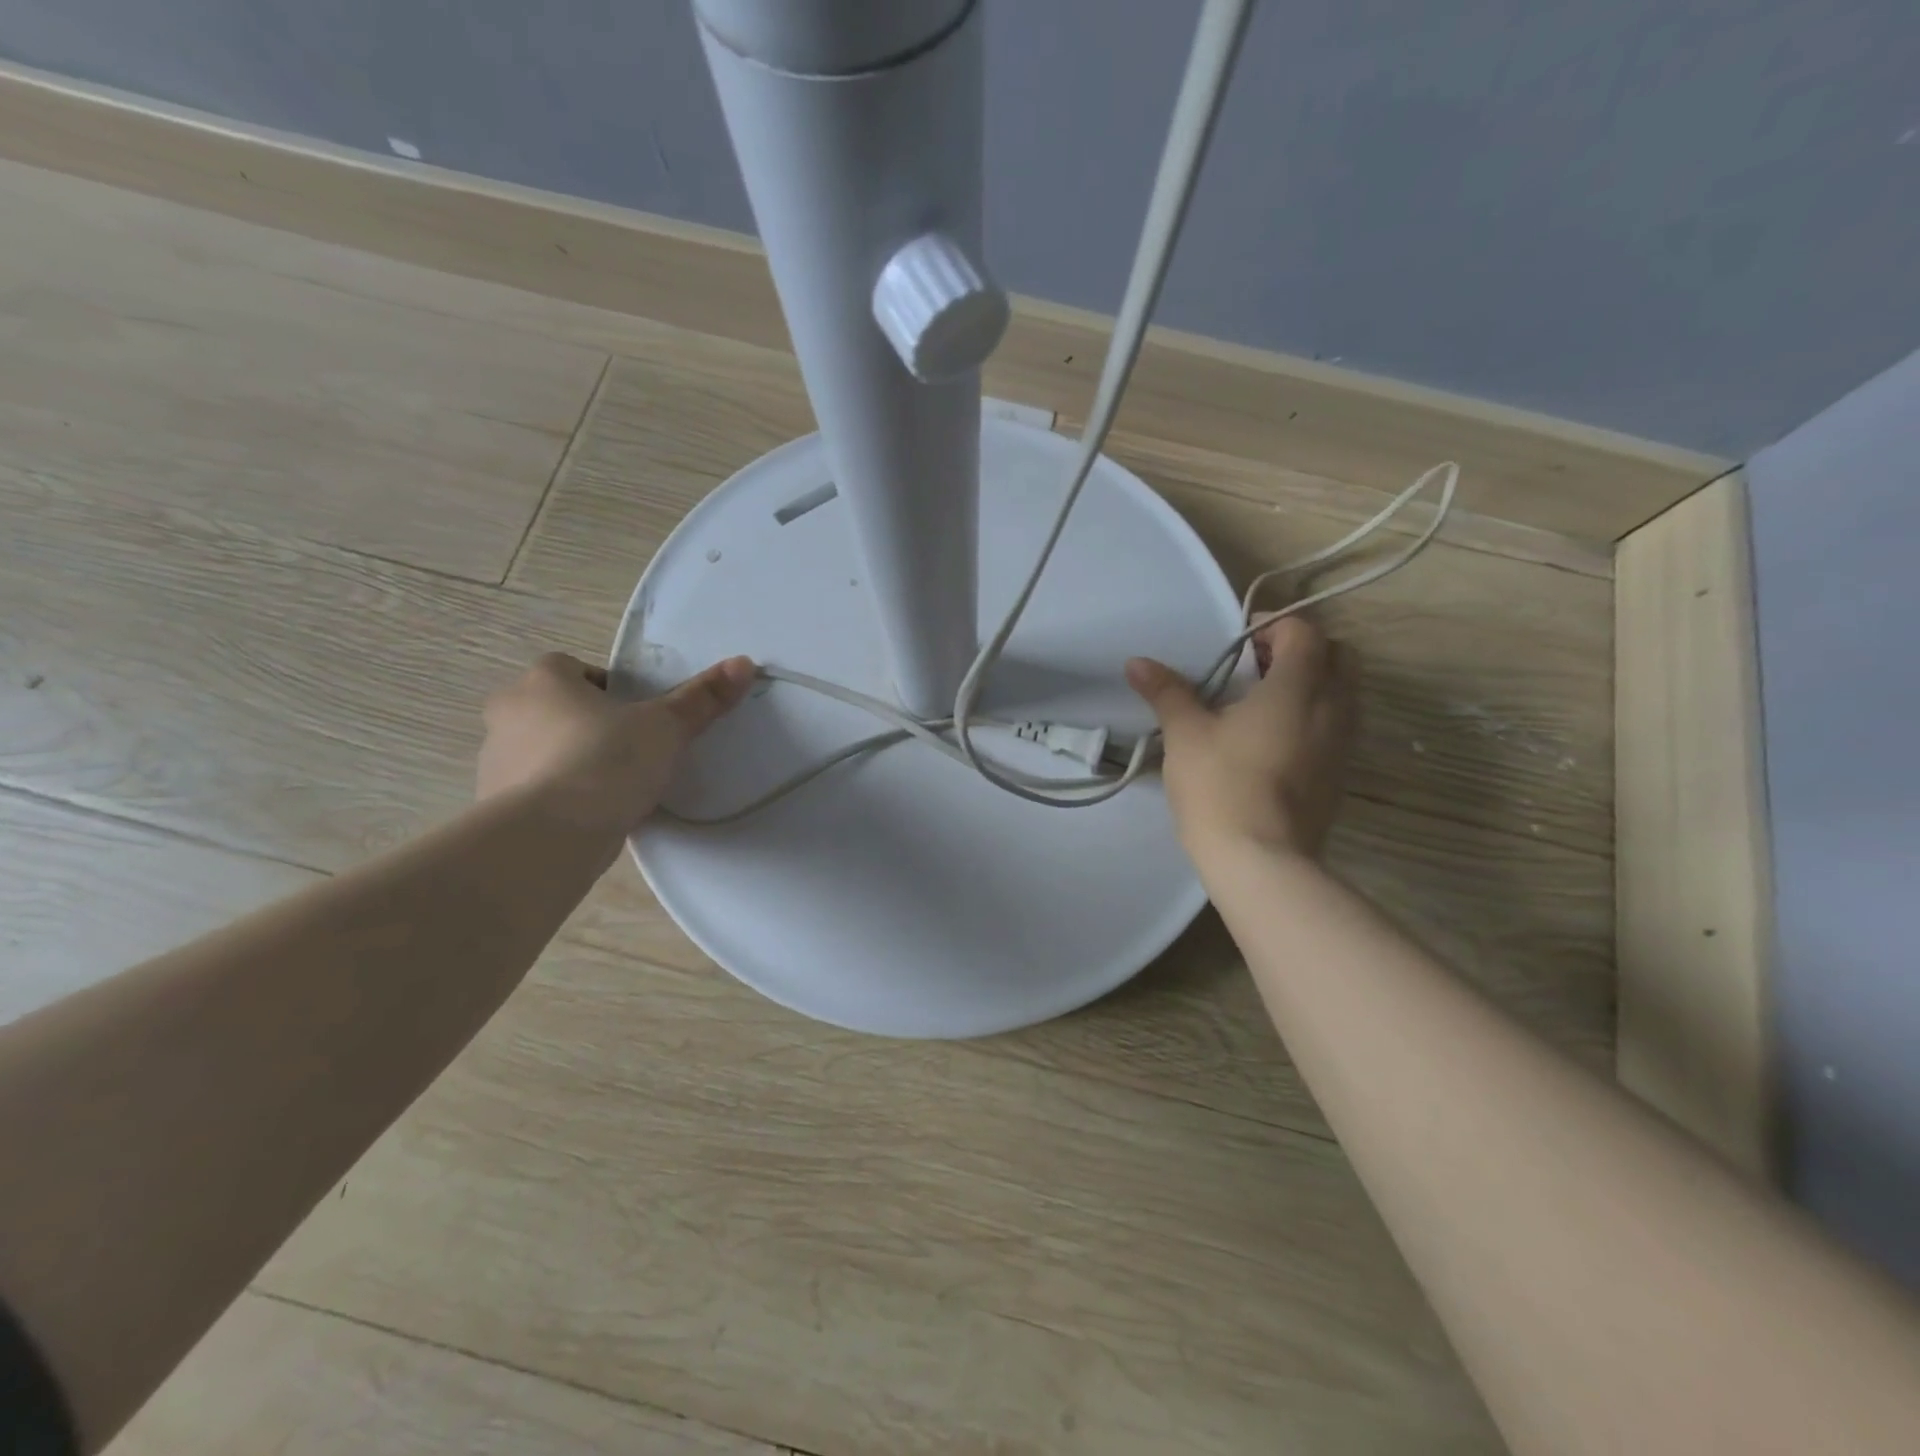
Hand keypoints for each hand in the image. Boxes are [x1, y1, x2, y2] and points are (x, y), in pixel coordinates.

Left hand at [477, 652, 755, 838]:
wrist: (549, 836)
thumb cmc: (606, 762)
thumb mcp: (666, 727)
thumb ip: (702, 698)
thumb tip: (745, 662)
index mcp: (544, 681)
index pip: (572, 669)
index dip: (606, 688)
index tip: (635, 715)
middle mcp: (509, 712)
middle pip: (554, 709)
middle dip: (587, 726)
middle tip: (629, 750)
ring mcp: (494, 760)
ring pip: (542, 751)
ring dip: (570, 762)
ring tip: (613, 789)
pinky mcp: (494, 805)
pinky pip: (534, 791)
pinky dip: (559, 798)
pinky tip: (592, 817)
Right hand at [1126, 618, 1356, 859]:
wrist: (1260, 860)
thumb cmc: (1220, 786)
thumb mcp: (1185, 734)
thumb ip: (1167, 691)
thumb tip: (1137, 662)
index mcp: (1299, 686)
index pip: (1305, 631)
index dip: (1272, 625)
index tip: (1237, 641)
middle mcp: (1334, 707)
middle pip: (1337, 656)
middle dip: (1300, 650)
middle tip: (1254, 666)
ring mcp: (1343, 744)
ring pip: (1342, 693)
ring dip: (1310, 684)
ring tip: (1260, 702)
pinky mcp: (1339, 774)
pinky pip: (1336, 726)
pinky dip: (1312, 716)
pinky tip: (1271, 739)